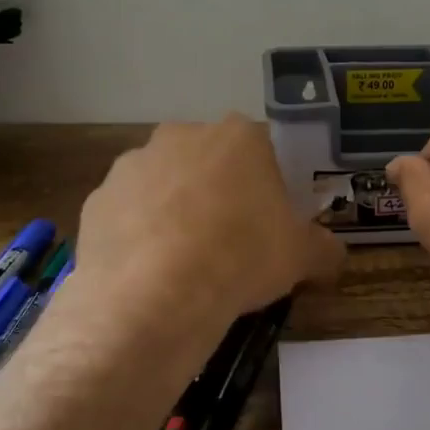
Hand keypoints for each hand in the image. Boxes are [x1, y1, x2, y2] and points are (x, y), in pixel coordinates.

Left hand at [72, 116, 343, 358]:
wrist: (156, 294)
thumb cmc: (242, 258)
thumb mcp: (301, 257)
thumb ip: (323, 248)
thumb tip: (332, 254)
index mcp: (238, 137)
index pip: (261, 149)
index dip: (266, 185)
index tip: (267, 220)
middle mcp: (182, 136)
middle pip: (207, 160)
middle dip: (216, 191)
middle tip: (227, 239)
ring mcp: (133, 164)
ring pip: (163, 183)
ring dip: (173, 209)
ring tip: (182, 260)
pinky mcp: (97, 198)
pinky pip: (127, 213)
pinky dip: (137, 233)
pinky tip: (147, 270)